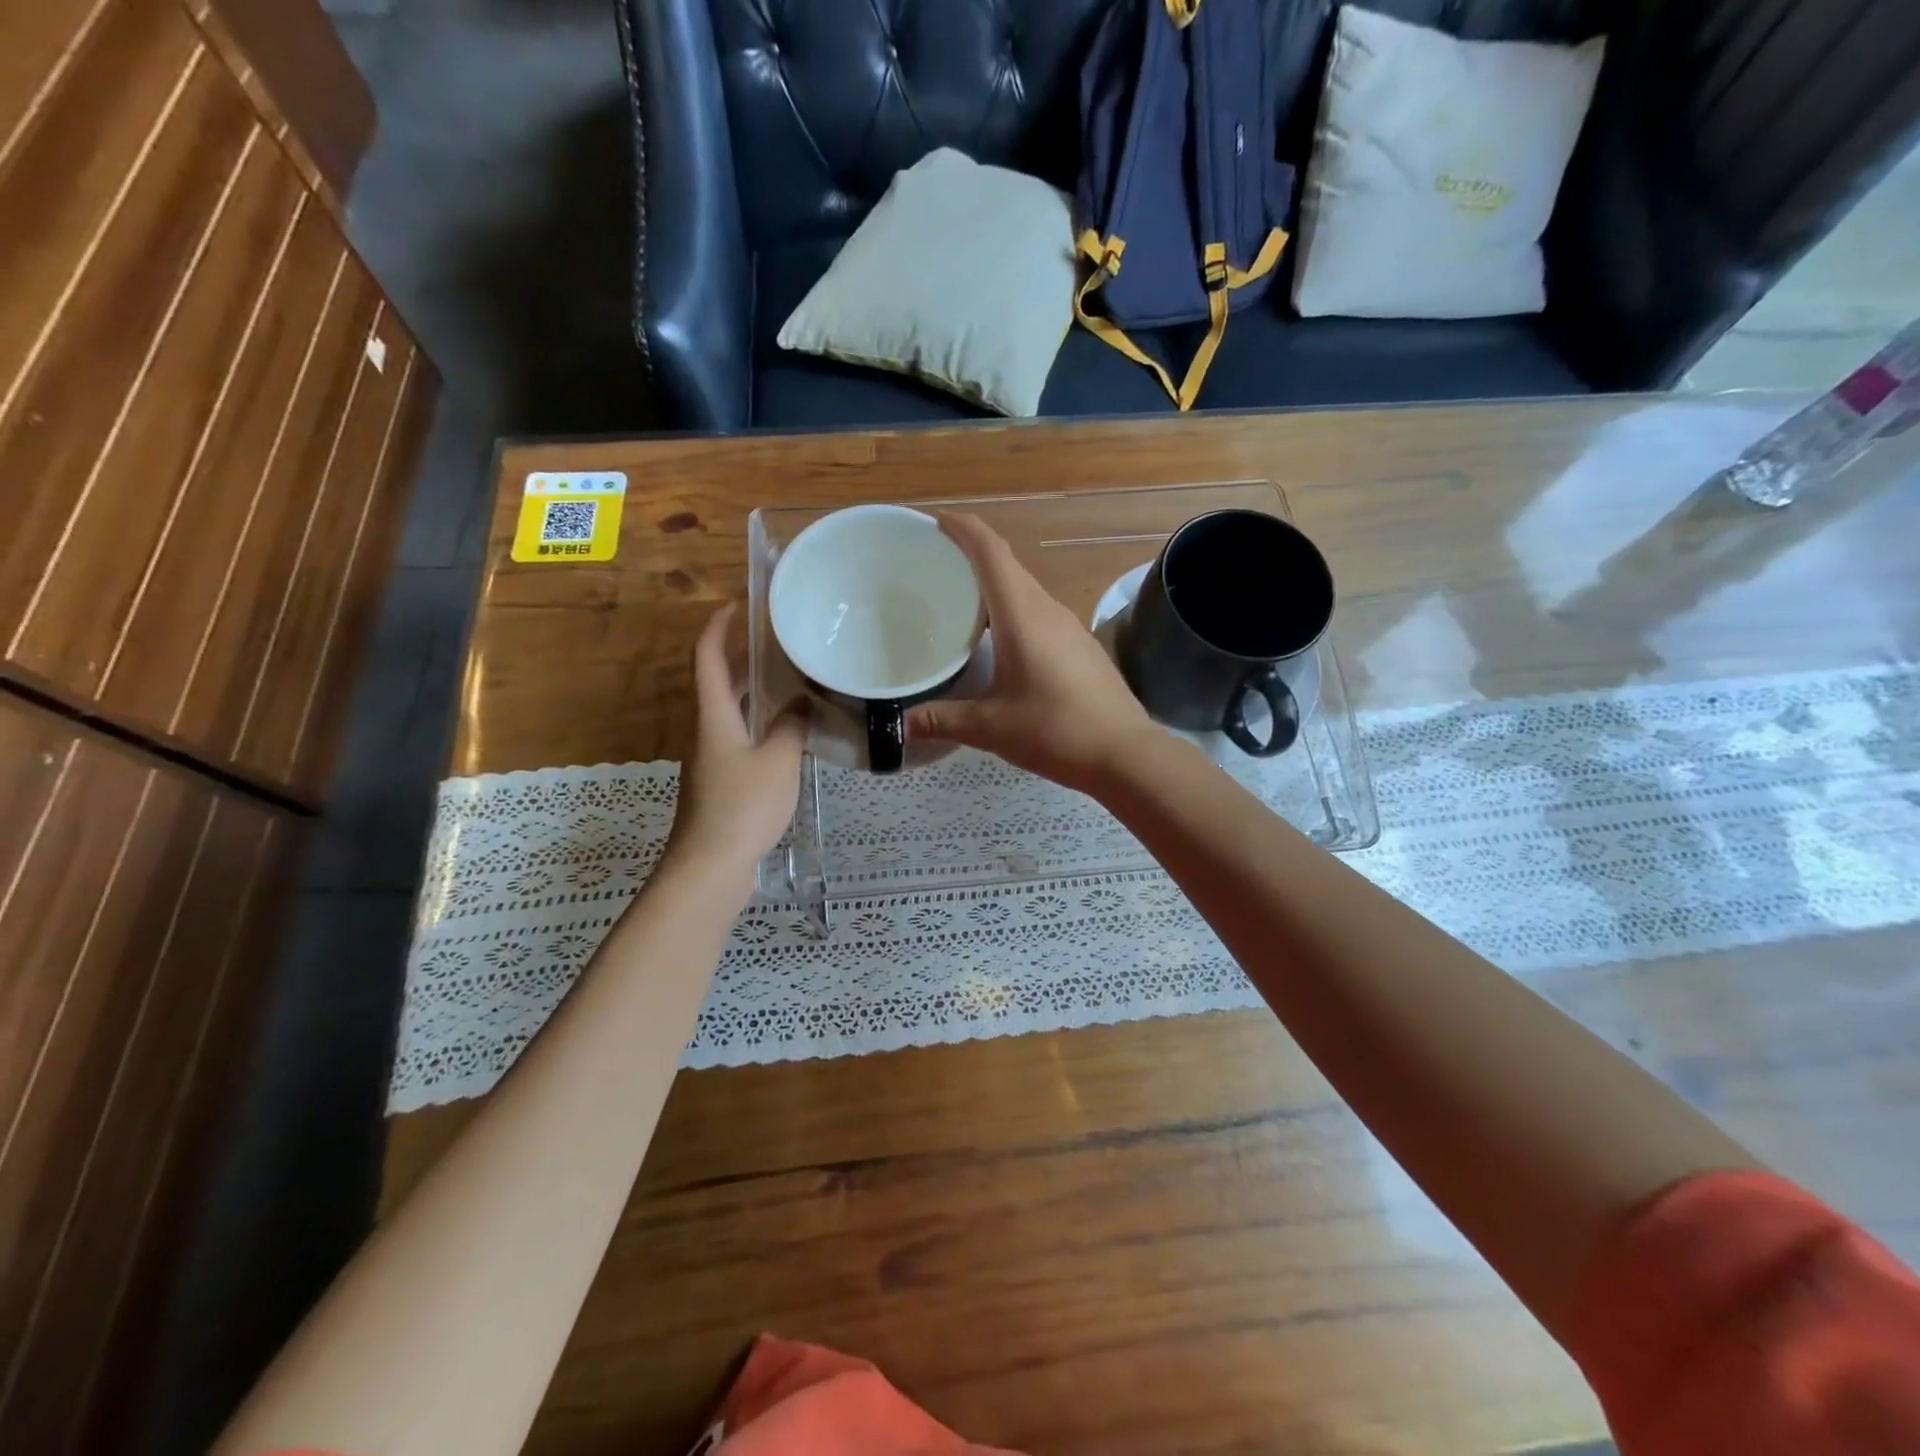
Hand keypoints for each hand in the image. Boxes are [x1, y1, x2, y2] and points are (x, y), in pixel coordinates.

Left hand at [664, 605, 805, 893]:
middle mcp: (706, 730)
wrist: (711, 866)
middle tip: (778, 642)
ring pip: (729, 711)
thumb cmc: (742, 806)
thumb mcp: (778, 761)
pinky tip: (788, 732)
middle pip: (717, 682)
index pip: (708, 658)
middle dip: (741, 657)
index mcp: (713, 716)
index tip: (737, 606)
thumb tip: (799, 704)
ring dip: (752, 691)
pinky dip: (759, 722)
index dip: (718, 628)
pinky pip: (739, 737)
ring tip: (790, 679)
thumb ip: (791, 727)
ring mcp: (711, 758)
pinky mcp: (721, 781)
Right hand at [906, 514, 1157, 794]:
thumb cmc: (1056, 731)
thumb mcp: (991, 727)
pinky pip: (1038, 613)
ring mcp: (1069, 628)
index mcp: (1023, 615)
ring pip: (1025, 590)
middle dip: (972, 555)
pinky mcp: (1080, 647)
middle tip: (934, 564)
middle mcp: (1047, 610)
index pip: (991, 553)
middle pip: (1008, 566)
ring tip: (959, 599)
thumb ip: (942, 720)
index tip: (936, 521)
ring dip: (994, 585)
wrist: (1125, 754)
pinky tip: (998, 639)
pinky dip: (1012, 610)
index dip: (964, 529)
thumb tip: (901, 724)